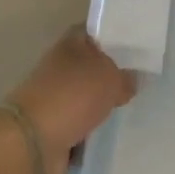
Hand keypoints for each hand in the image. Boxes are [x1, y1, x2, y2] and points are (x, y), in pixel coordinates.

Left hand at [6, 26, 137, 173]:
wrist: (33, 141)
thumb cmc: (73, 96)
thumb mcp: (111, 79)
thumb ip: (126, 77)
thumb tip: (133, 79)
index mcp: (71, 44)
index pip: (95, 32)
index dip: (115, 36)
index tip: (138, 45)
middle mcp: (60, 66)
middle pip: (92, 65)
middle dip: (112, 73)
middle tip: (141, 79)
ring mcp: (55, 97)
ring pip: (86, 95)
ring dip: (102, 102)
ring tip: (132, 106)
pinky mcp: (54, 126)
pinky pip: (80, 122)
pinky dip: (92, 127)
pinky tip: (113, 130)